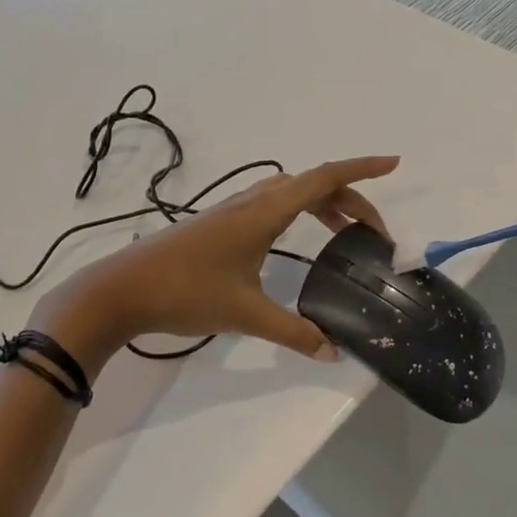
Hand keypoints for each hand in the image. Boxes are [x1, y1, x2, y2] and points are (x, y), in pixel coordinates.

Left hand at [29, 156, 399, 374]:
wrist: (122, 289)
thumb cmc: (186, 293)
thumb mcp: (246, 314)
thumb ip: (294, 333)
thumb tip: (333, 352)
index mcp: (265, 211)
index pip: (324, 179)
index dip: (362, 169)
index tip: (393, 163)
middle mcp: (253, 201)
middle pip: (313, 184)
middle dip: (350, 200)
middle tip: (375, 234)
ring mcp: (233, 209)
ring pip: (290, 192)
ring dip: (323, 203)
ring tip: (344, 233)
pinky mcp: (220, 222)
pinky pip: (273, 203)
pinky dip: (299, 210)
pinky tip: (296, 238)